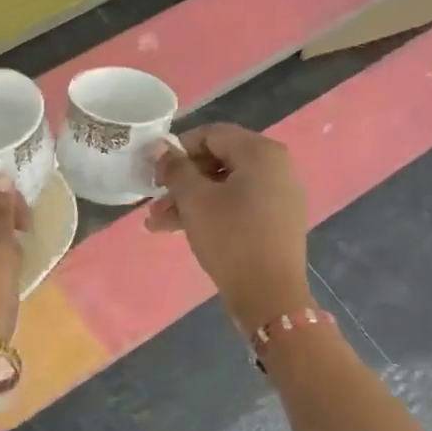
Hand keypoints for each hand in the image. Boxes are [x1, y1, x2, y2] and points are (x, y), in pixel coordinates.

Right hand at [148, 123, 311, 332]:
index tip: (154, 171)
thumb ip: (174, 168)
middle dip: (180, 181)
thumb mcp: (194, 200)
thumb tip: (158, 145)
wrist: (270, 296)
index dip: (178, 149)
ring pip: (224, 186)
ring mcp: (278, 195)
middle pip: (217, 160)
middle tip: (152, 200)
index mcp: (260, 152)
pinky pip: (237, 205)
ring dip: (189, 200)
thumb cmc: (231, 238)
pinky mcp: (276, 221)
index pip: (211, 134)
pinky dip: (210, 212)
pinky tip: (179, 230)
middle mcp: (275, 166)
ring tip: (157, 223)